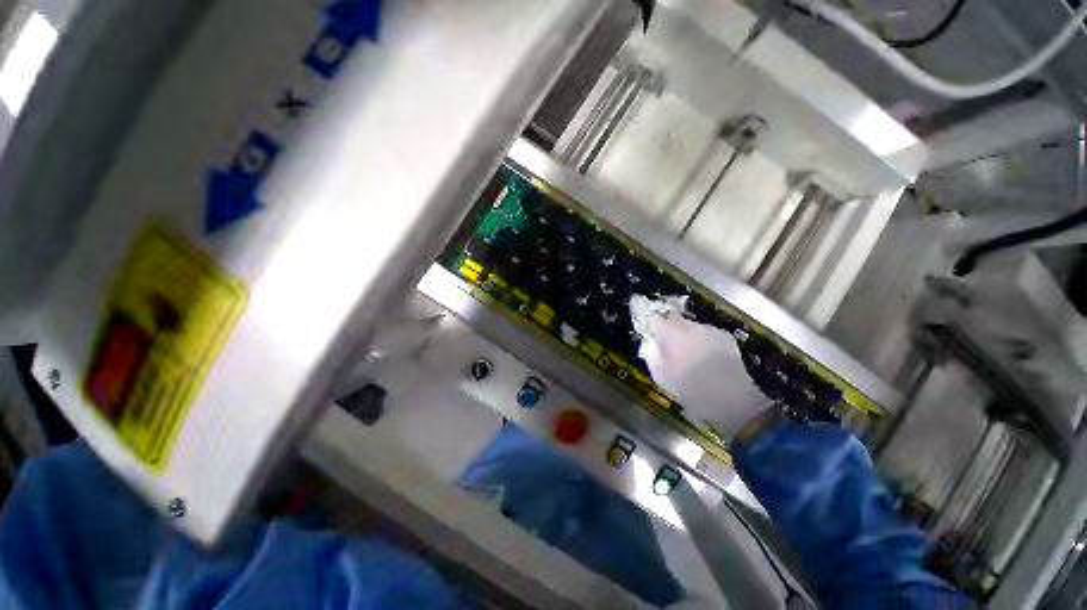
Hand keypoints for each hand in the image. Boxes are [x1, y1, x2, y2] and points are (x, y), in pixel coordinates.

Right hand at [632, 297, 769, 438]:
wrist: (733, 399)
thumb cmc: (691, 390)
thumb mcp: (662, 378)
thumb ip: (652, 357)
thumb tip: (650, 345)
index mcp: (670, 335)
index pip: (654, 320)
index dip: (651, 327)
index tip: (651, 336)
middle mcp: (689, 327)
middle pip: (673, 319)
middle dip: (669, 330)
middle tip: (670, 347)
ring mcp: (708, 329)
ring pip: (691, 326)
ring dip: (687, 335)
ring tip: (690, 355)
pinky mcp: (724, 335)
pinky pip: (706, 333)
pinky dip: (703, 340)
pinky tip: (707, 357)